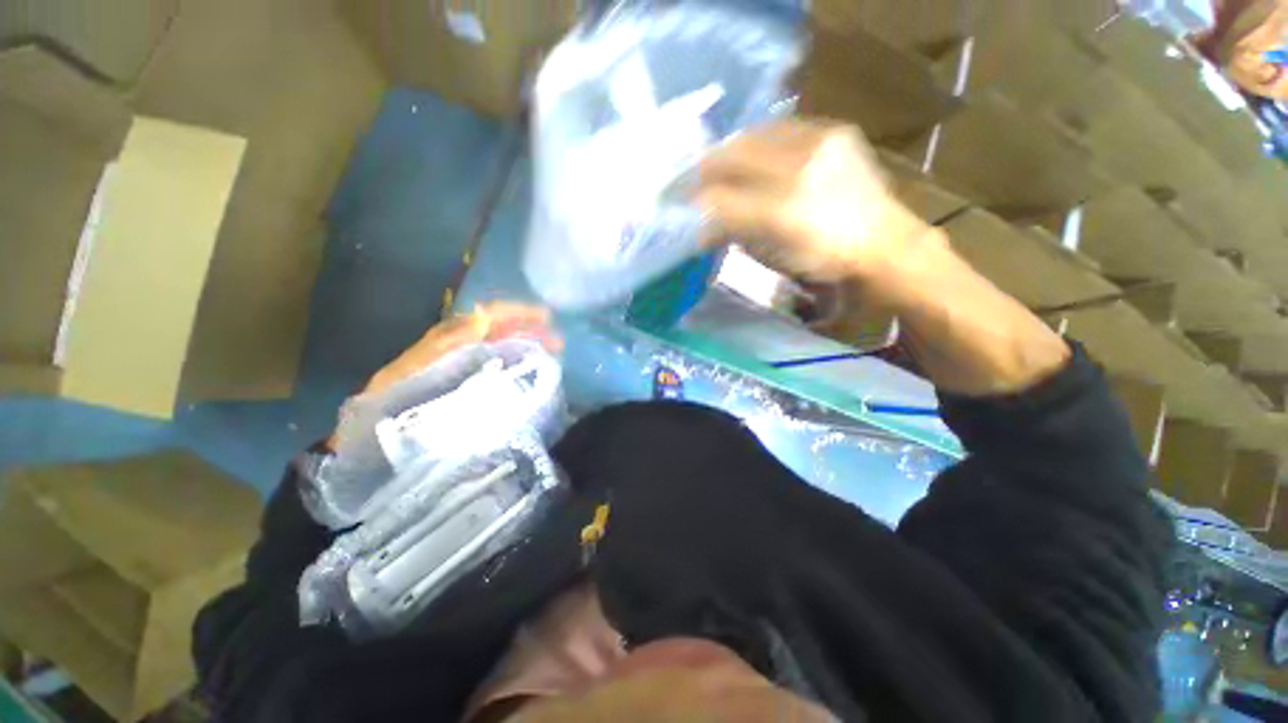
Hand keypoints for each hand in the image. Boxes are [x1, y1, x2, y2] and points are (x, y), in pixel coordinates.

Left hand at [362, 302, 561, 396]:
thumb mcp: (423, 366)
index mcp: (452, 336)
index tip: (547, 317)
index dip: (519, 313)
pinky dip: (517, 362)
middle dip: (530, 330)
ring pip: (503, 344)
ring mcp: (466, 361)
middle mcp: (462, 343)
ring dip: (527, 344)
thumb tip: (486, 316)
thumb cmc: (399, 396)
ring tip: (552, 353)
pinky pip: (498, 363)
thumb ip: (454, 342)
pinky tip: (529, 370)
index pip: (491, 315)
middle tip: (558, 341)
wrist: (378, 429)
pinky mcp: (468, 379)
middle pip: (502, 328)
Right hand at [697, 120, 932, 286]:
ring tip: (713, 166)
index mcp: (782, 215)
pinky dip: (756, 141)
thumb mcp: (771, 257)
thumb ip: (734, 235)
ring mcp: (819, 145)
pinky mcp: (834, 130)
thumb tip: (701, 227)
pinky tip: (748, 152)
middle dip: (702, 170)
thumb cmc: (823, 261)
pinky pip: (780, 128)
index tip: (678, 207)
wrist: (882, 241)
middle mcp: (799, 172)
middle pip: (733, 159)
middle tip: (686, 182)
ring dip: (726, 152)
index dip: (696, 203)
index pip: (723, 201)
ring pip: (753, 137)